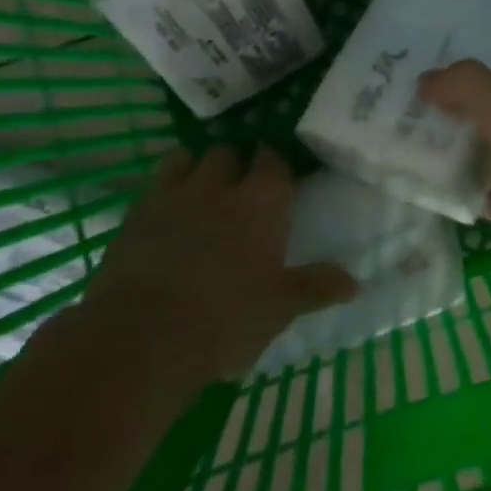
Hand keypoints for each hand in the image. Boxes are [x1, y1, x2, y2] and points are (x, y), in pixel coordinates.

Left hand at [89, 147, 356, 380]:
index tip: (278, 176)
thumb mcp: (280, 307)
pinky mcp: (134, 215)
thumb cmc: (226, 319)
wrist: (143, 338)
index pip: (273, 161)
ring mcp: (172, 196)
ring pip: (186, 158)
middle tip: (240, 186)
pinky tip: (167, 209)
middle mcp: (219, 187)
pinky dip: (165, 188)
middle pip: (228, 152)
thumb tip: (356, 283)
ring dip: (197, 166)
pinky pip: (153, 184)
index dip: (275, 164)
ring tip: (202, 187)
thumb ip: (316, 287)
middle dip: (235, 162)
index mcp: (262, 202)